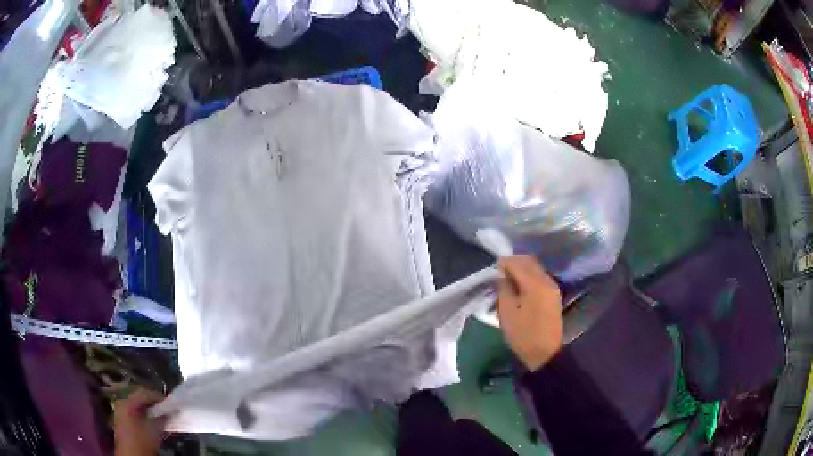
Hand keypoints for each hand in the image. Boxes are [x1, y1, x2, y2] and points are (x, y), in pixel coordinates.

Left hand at [114, 388, 166, 455]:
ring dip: (151, 411)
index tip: (170, 402)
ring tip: (163, 416)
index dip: (158, 396)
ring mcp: (121, 412)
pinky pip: (136, 413)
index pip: (143, 392)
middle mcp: (122, 403)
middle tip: (167, 408)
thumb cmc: (141, 441)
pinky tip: (154, 422)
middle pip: (140, 398)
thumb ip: (162, 418)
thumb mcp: (154, 429)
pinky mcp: (124, 421)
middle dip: (154, 403)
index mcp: (126, 401)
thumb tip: (171, 411)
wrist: (132, 455)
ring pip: (139, 407)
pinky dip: (146, 416)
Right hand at [497, 256, 562, 370]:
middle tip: (500, 275)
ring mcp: (552, 287)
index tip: (493, 272)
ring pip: (535, 268)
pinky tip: (520, 289)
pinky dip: (529, 277)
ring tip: (508, 282)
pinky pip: (540, 277)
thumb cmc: (523, 334)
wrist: (545, 353)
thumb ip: (504, 288)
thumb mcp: (507, 312)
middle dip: (513, 263)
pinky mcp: (553, 294)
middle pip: (529, 261)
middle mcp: (546, 280)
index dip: (503, 264)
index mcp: (535, 284)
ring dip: (521, 270)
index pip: (517, 263)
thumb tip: (503, 276)